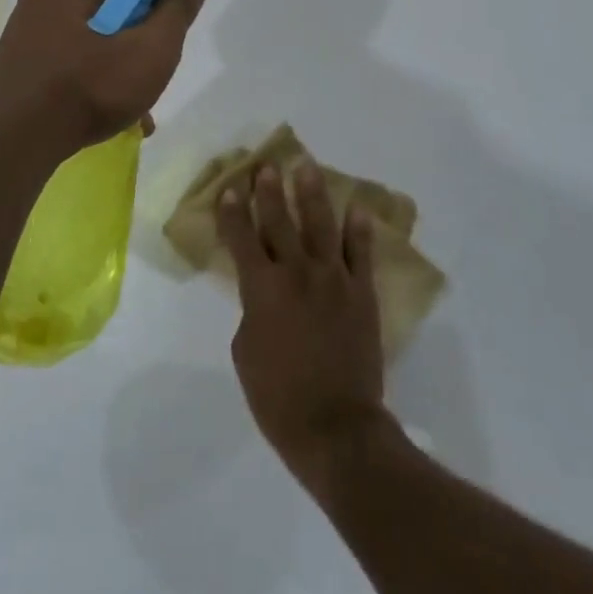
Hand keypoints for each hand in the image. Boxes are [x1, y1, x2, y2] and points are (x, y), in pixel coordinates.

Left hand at [0, 0, 208, 158]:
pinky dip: (91, 74)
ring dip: (119, 62)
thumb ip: (178, 9)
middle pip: (116, 3)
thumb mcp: (151, 50)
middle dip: (141, 37)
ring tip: (135, 107)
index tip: (174, 34)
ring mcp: (27, 20)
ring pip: (93, 33)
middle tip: (155, 74)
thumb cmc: (89, 87)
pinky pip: (68, 54)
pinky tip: (105, 112)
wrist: (11, 140)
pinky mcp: (17, 53)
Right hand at [219, 161, 388, 497]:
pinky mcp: (362, 294)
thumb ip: (251, 311)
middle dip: (270, 191)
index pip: (243, 239)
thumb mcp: (245, 353)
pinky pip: (361, 253)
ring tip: (307, 167)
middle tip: (267, 166)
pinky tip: (357, 208)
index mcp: (262, 289)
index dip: (234, 212)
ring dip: (312, 194)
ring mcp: (334, 280)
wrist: (336, 427)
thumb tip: (263, 294)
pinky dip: (359, 229)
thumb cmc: (278, 398)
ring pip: (321, 225)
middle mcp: (296, 273)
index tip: (230, 188)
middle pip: (280, 222)